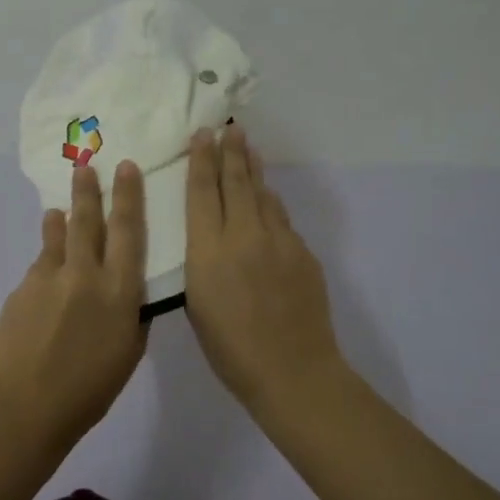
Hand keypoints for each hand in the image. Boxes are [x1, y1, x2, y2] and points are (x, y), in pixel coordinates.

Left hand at [0, 160, 150, 448]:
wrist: (25, 405)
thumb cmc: (89, 389)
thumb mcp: (129, 353)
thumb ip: (131, 315)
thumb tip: (128, 294)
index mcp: (118, 290)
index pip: (128, 231)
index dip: (129, 196)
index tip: (126, 168)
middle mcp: (84, 274)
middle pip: (87, 220)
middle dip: (89, 189)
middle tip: (86, 164)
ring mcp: (48, 278)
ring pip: (57, 236)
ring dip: (60, 220)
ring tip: (58, 210)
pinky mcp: (22, 289)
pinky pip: (40, 266)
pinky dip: (46, 262)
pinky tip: (47, 275)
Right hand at [183, 126, 344, 408]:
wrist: (293, 371)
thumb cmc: (231, 349)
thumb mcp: (197, 305)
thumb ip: (202, 263)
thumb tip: (211, 237)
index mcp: (208, 251)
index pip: (202, 193)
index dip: (201, 161)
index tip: (202, 136)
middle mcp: (243, 235)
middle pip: (235, 182)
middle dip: (230, 152)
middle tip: (229, 128)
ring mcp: (278, 241)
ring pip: (263, 194)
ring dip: (253, 170)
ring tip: (248, 148)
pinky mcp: (303, 253)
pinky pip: (281, 218)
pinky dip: (270, 202)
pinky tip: (268, 198)